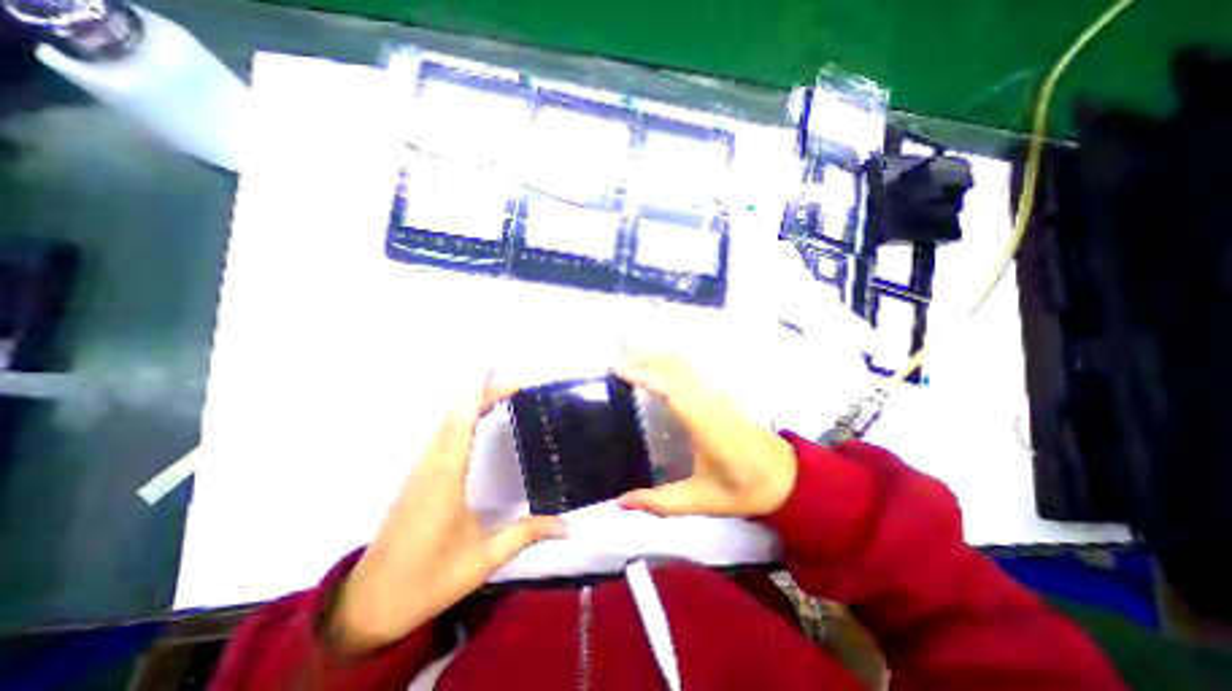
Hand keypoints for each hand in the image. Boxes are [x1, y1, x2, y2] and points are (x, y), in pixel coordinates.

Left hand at [326, 379, 566, 652]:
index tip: (507, 381)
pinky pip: (439, 435)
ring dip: (469, 403)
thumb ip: (526, 535)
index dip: (481, 396)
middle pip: (453, 416)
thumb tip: (567, 527)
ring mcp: (419, 471)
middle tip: (514, 384)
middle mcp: (429, 466)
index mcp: (444, 479)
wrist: (368, 605)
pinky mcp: (416, 477)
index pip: (461, 424)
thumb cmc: (427, 580)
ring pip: (443, 423)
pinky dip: (458, 417)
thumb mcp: (482, 559)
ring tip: (499, 393)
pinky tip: (472, 419)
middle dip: (482, 393)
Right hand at [613, 357, 798, 516]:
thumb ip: (660, 503)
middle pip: (674, 368)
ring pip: (684, 364)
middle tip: (613, 356)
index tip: (617, 368)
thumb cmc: (743, 488)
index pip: (670, 388)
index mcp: (705, 424)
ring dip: (656, 355)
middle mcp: (710, 400)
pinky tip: (659, 360)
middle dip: (643, 358)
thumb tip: (620, 503)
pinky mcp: (721, 392)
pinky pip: (692, 368)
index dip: (643, 374)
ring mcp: (717, 393)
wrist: (785, 477)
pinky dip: (670, 359)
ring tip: (629, 352)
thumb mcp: (700, 501)